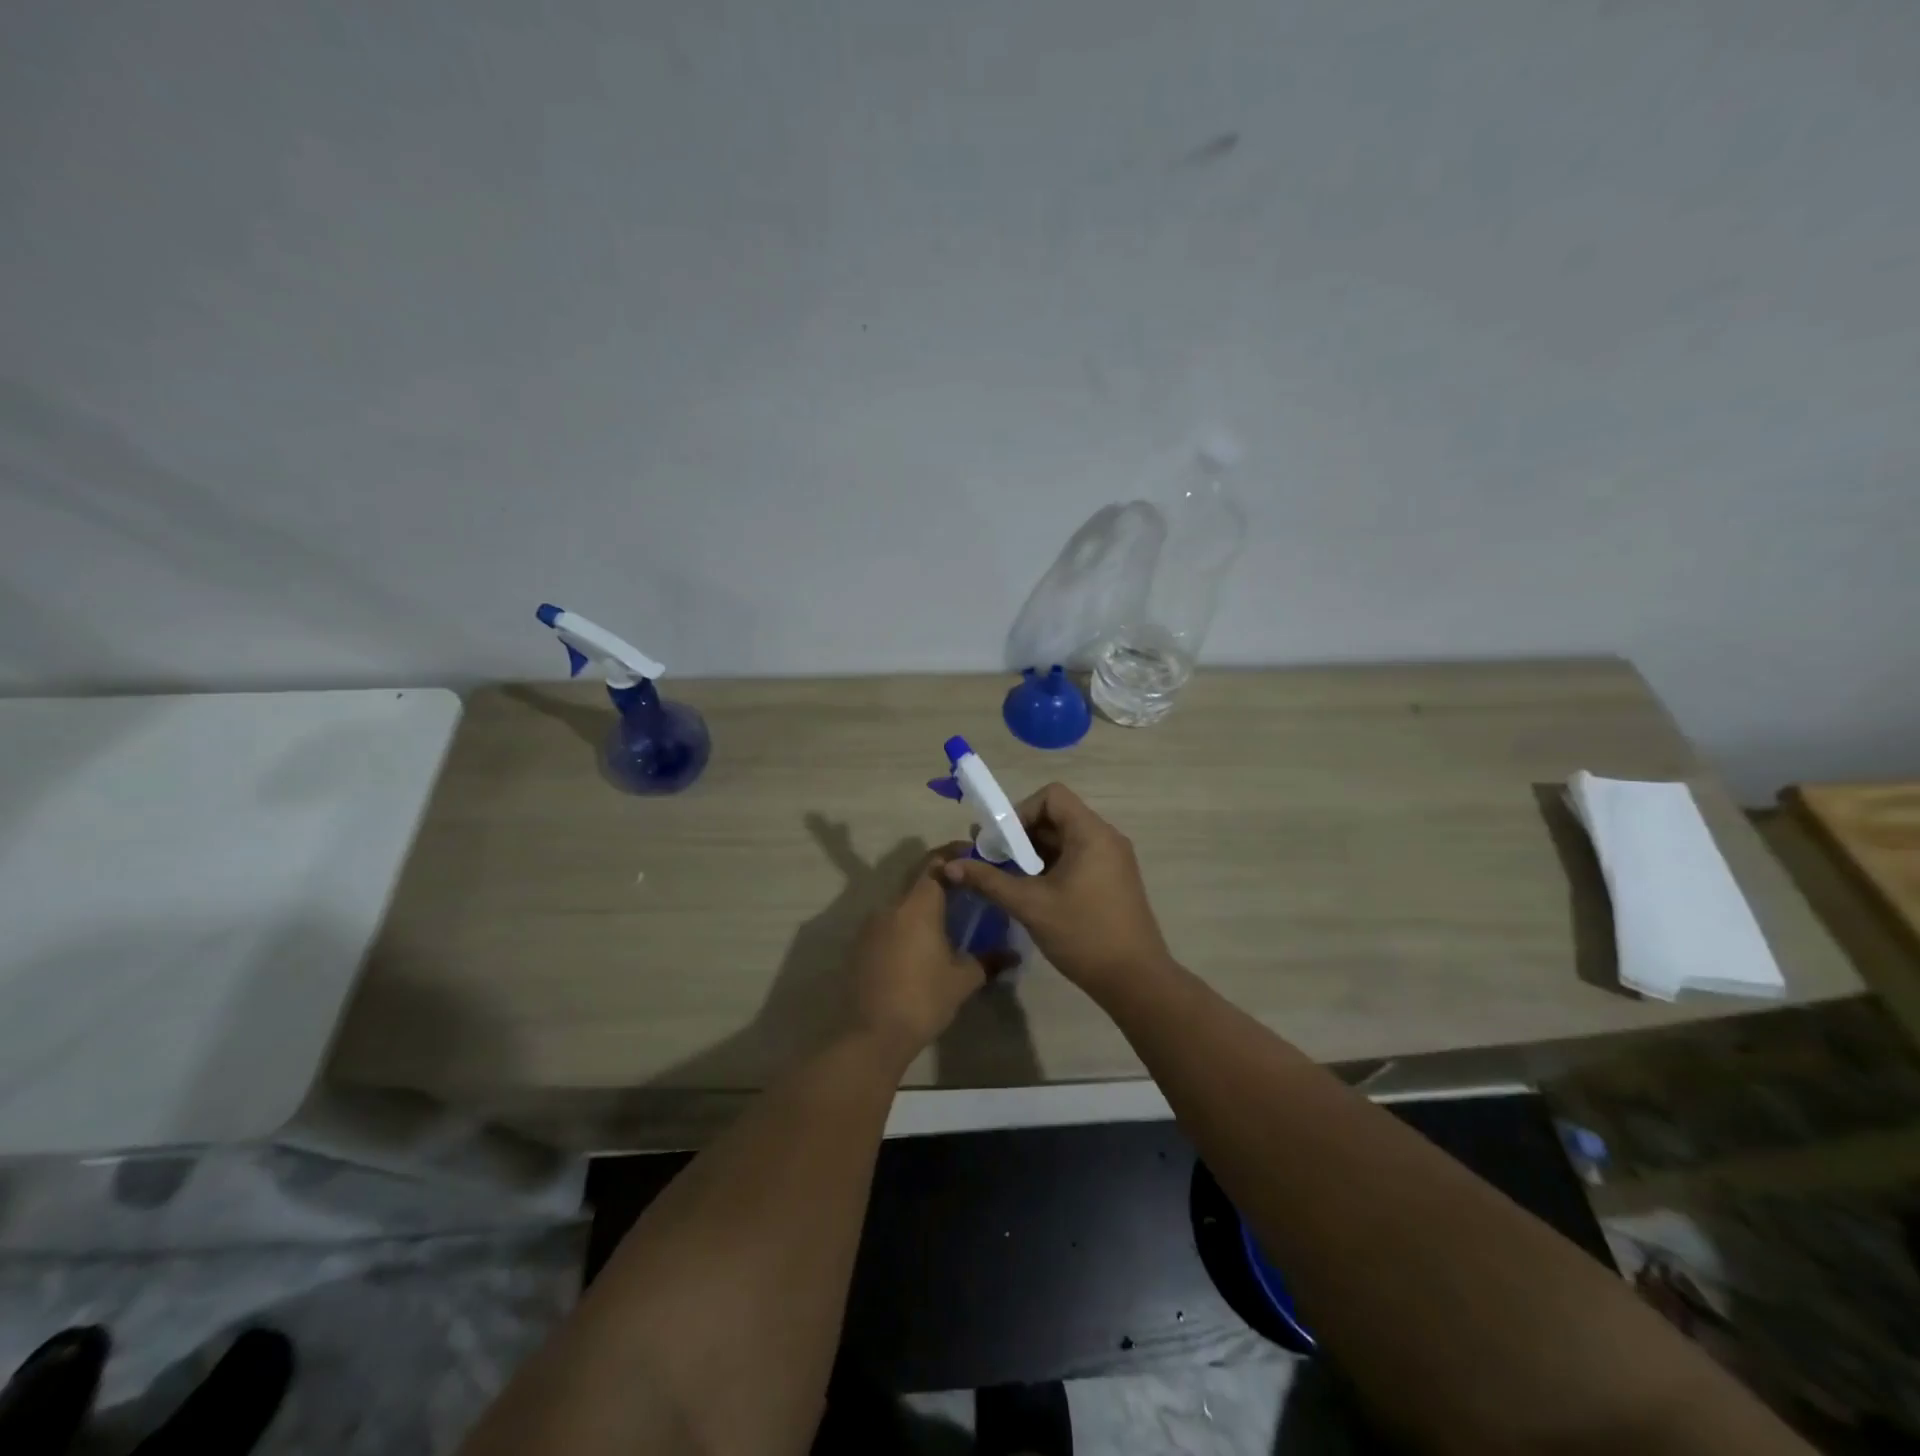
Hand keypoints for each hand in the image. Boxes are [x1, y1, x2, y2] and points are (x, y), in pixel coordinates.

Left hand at [849, 844, 1016, 1059]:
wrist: (871, 1034)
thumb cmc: (922, 999)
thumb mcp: (963, 980)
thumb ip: (988, 960)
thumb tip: (1013, 955)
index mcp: (918, 905)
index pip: (936, 863)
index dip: (954, 854)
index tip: (974, 856)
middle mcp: (891, 906)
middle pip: (918, 880)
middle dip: (943, 880)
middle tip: (968, 889)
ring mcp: (871, 925)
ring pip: (903, 903)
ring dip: (924, 905)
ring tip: (949, 919)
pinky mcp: (861, 945)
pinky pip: (889, 923)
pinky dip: (908, 924)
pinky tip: (922, 944)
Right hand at [942, 783, 1171, 994]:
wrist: (1135, 980)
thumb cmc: (1083, 934)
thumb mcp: (1030, 905)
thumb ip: (989, 880)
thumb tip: (951, 866)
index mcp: (1091, 833)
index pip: (1051, 796)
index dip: (1021, 811)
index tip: (1002, 842)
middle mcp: (1106, 838)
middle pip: (1057, 817)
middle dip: (1021, 835)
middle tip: (994, 861)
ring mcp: (1113, 860)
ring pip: (1065, 840)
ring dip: (1034, 853)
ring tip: (1008, 879)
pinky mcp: (1113, 880)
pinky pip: (1077, 858)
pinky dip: (1052, 867)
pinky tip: (1033, 893)